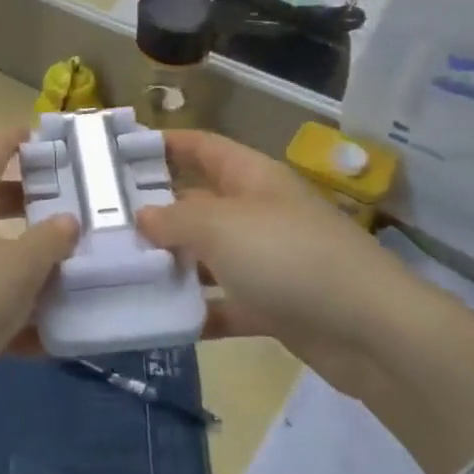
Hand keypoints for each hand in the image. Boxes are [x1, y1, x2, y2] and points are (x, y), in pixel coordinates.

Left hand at [0, 129, 79, 389]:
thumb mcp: (17, 270)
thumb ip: (49, 243)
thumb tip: (67, 220)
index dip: (25, 139)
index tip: (56, 144)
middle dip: (31, 204)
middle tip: (69, 213)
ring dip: (21, 258)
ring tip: (62, 277)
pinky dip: (2, 302)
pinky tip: (36, 337)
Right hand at [135, 130, 402, 364]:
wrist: (369, 330)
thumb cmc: (288, 256)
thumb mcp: (221, 226)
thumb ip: (175, 219)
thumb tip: (143, 216)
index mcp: (251, 177)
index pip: (201, 147)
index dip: (164, 144)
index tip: (119, 153)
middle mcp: (257, 211)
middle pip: (198, 202)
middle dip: (155, 210)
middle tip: (103, 222)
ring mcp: (267, 259)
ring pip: (207, 254)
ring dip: (171, 263)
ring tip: (119, 270)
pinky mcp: (273, 305)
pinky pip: (224, 301)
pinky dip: (197, 310)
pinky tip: (158, 320)